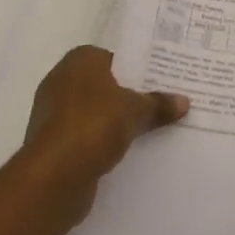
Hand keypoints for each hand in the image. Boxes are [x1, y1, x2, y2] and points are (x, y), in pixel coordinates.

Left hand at [22, 46, 187, 226]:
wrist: (53, 176)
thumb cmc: (94, 125)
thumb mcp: (136, 111)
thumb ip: (158, 104)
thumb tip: (184, 101)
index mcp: (79, 60)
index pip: (114, 58)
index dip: (136, 70)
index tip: (158, 82)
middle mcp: (61, 79)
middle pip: (103, 85)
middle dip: (126, 96)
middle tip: (156, 104)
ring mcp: (52, 112)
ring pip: (93, 111)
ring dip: (112, 121)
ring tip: (144, 129)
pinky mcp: (50, 142)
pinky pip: (83, 135)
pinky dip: (98, 141)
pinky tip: (121, 151)